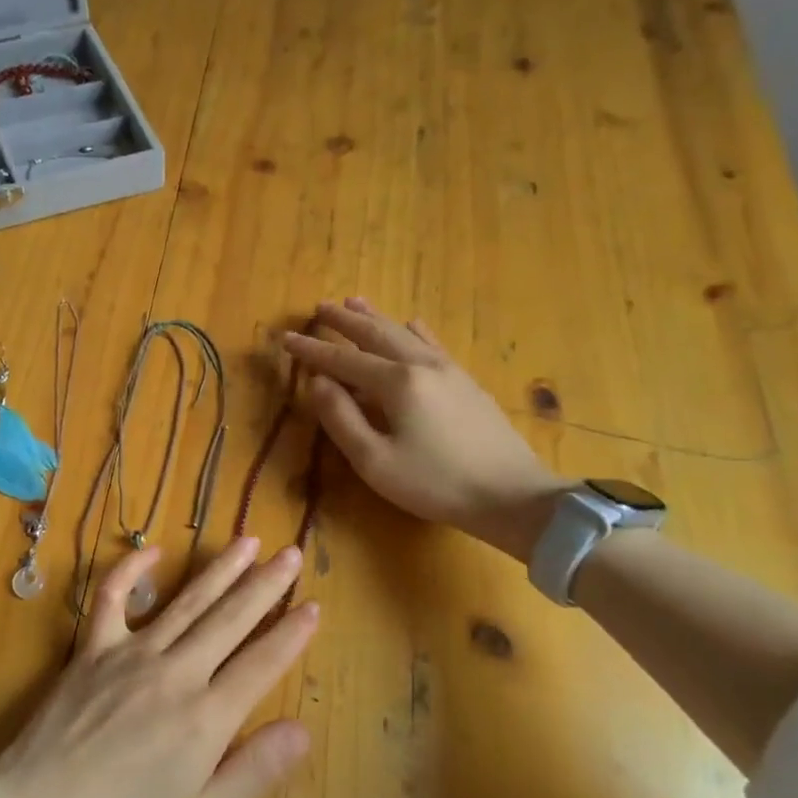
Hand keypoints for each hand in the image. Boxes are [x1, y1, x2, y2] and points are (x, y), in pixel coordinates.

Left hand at [0, 540, 314, 797]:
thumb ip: (254, 769)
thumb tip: (302, 728)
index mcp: (207, 716)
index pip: (261, 663)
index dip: (291, 633)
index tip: (314, 605)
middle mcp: (175, 672)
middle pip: (229, 619)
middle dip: (264, 585)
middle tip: (290, 553)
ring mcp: (131, 653)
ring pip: (185, 601)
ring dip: (219, 570)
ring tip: (246, 541)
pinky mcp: (92, 649)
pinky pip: (111, 599)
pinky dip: (129, 570)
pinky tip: (151, 551)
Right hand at [282, 297, 565, 562]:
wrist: (512, 496)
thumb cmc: (435, 484)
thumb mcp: (374, 461)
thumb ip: (341, 418)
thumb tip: (317, 382)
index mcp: (396, 383)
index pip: (342, 360)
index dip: (311, 350)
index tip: (285, 338)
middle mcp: (421, 365)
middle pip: (375, 334)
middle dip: (344, 321)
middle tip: (319, 307)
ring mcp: (448, 370)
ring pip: (404, 333)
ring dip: (375, 317)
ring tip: (354, 302)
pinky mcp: (466, 382)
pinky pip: (433, 344)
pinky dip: (414, 331)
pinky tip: (412, 323)